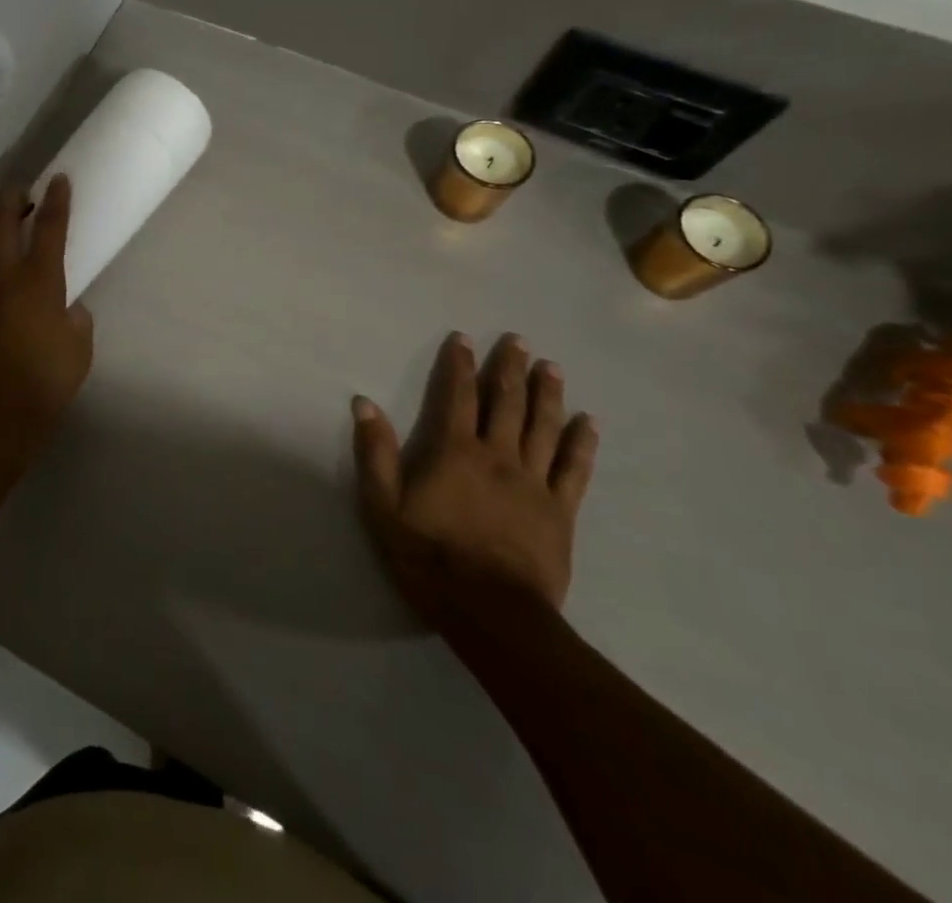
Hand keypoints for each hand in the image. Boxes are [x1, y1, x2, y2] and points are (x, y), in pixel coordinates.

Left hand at [0, 178, 93, 473]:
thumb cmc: (41, 385)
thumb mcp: (79, 351)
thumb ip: (76, 319)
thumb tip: (66, 307)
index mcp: (38, 281)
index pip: (50, 227)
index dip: (57, 200)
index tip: (59, 179)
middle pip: (0, 220)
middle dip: (12, 199)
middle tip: (20, 193)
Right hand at [353, 332, 597, 615]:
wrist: (490, 613)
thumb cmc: (429, 557)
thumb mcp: (383, 506)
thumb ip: (375, 453)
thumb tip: (364, 403)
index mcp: (455, 452)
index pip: (457, 396)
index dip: (459, 365)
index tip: (463, 339)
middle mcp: (498, 456)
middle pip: (507, 403)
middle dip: (509, 368)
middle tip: (518, 340)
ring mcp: (534, 483)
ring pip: (544, 427)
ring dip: (547, 393)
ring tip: (551, 367)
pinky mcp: (560, 511)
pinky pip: (574, 469)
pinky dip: (582, 443)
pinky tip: (588, 422)